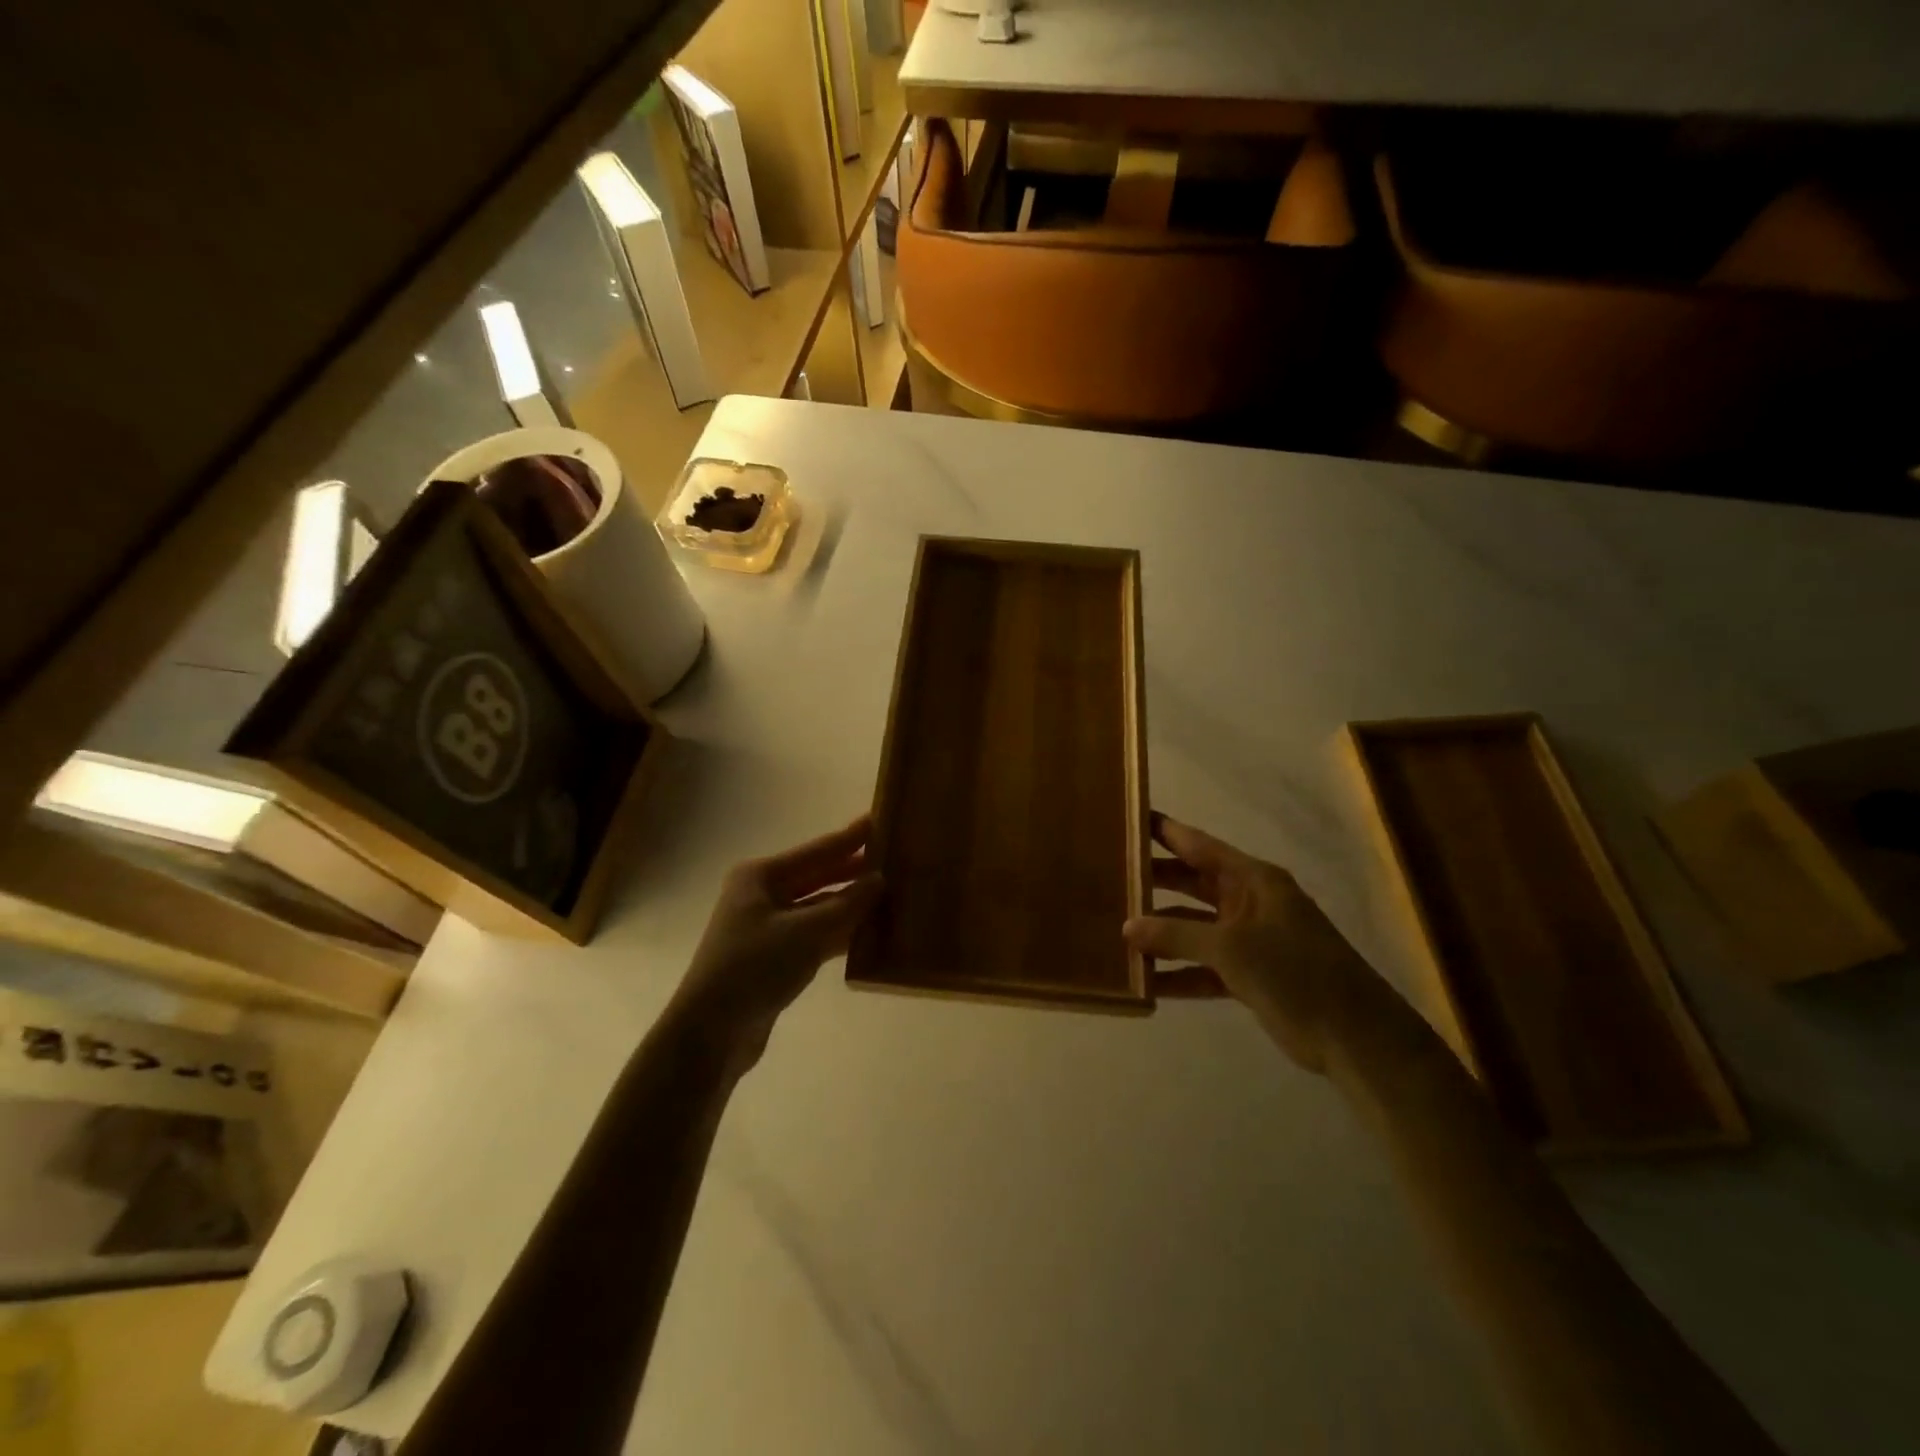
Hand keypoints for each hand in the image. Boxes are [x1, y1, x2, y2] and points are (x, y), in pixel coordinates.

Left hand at [670, 816, 881, 1067]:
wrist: (710, 1033)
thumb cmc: (754, 967)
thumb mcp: (806, 932)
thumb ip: (847, 905)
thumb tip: (880, 879)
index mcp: (761, 876)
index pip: (817, 851)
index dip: (849, 838)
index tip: (879, 820)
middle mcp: (762, 896)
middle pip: (817, 876)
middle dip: (853, 870)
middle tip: (894, 858)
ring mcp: (767, 928)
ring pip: (818, 908)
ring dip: (850, 905)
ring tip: (891, 894)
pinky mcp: (774, 958)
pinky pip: (815, 935)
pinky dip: (839, 933)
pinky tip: (869, 933)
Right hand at [1124, 815, 1397, 1073]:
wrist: (1355, 1036)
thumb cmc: (1295, 972)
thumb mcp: (1231, 947)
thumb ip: (1177, 934)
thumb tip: (1126, 926)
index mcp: (1253, 880)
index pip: (1199, 846)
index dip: (1165, 832)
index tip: (1129, 819)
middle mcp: (1249, 902)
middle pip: (1193, 883)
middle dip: (1155, 881)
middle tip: (1110, 875)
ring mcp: (1250, 939)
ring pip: (1195, 927)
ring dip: (1163, 932)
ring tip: (1117, 931)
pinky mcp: (1251, 975)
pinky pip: (1205, 966)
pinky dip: (1180, 973)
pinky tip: (1147, 982)